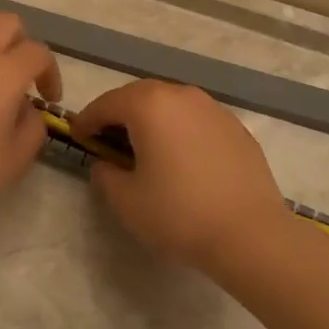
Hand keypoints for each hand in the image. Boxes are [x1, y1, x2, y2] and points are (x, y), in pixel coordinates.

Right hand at [71, 81, 288, 274]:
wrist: (251, 234)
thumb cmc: (179, 213)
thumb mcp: (126, 200)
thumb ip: (106, 174)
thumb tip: (108, 163)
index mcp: (149, 105)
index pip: (106, 104)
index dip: (87, 120)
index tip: (77, 136)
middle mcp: (181, 95)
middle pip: (139, 96)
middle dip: (119, 114)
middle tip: (107, 139)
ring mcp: (213, 108)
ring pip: (171, 105)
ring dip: (152, 120)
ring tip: (145, 148)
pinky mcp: (236, 127)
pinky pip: (196, 120)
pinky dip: (180, 131)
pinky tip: (182, 159)